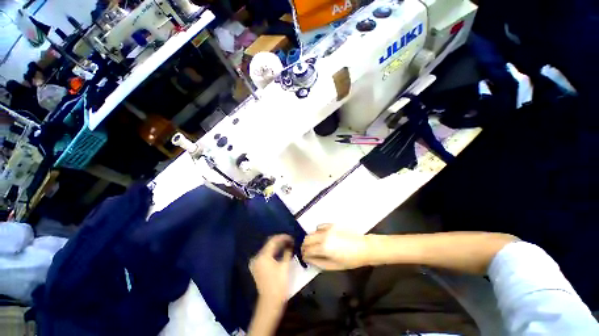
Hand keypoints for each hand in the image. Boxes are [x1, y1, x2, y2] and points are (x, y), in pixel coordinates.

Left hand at [250, 235, 293, 306]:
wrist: (270, 303)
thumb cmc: (278, 284)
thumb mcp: (284, 266)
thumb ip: (287, 252)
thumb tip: (290, 244)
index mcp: (263, 256)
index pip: (273, 240)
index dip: (283, 237)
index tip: (291, 237)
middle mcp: (257, 257)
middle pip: (269, 244)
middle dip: (280, 241)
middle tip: (290, 241)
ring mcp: (256, 263)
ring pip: (268, 249)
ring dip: (277, 246)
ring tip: (288, 245)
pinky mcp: (257, 267)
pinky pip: (266, 255)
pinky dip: (273, 253)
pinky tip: (281, 252)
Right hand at [301, 224, 370, 269]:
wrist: (363, 247)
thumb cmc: (351, 259)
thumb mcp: (333, 266)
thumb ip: (318, 262)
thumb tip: (308, 259)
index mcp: (324, 248)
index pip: (307, 250)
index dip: (304, 255)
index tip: (305, 258)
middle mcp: (324, 236)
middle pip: (307, 239)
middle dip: (305, 246)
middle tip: (307, 251)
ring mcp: (328, 228)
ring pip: (312, 232)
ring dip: (311, 239)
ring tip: (316, 244)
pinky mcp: (332, 224)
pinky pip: (320, 226)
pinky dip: (318, 232)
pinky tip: (323, 236)